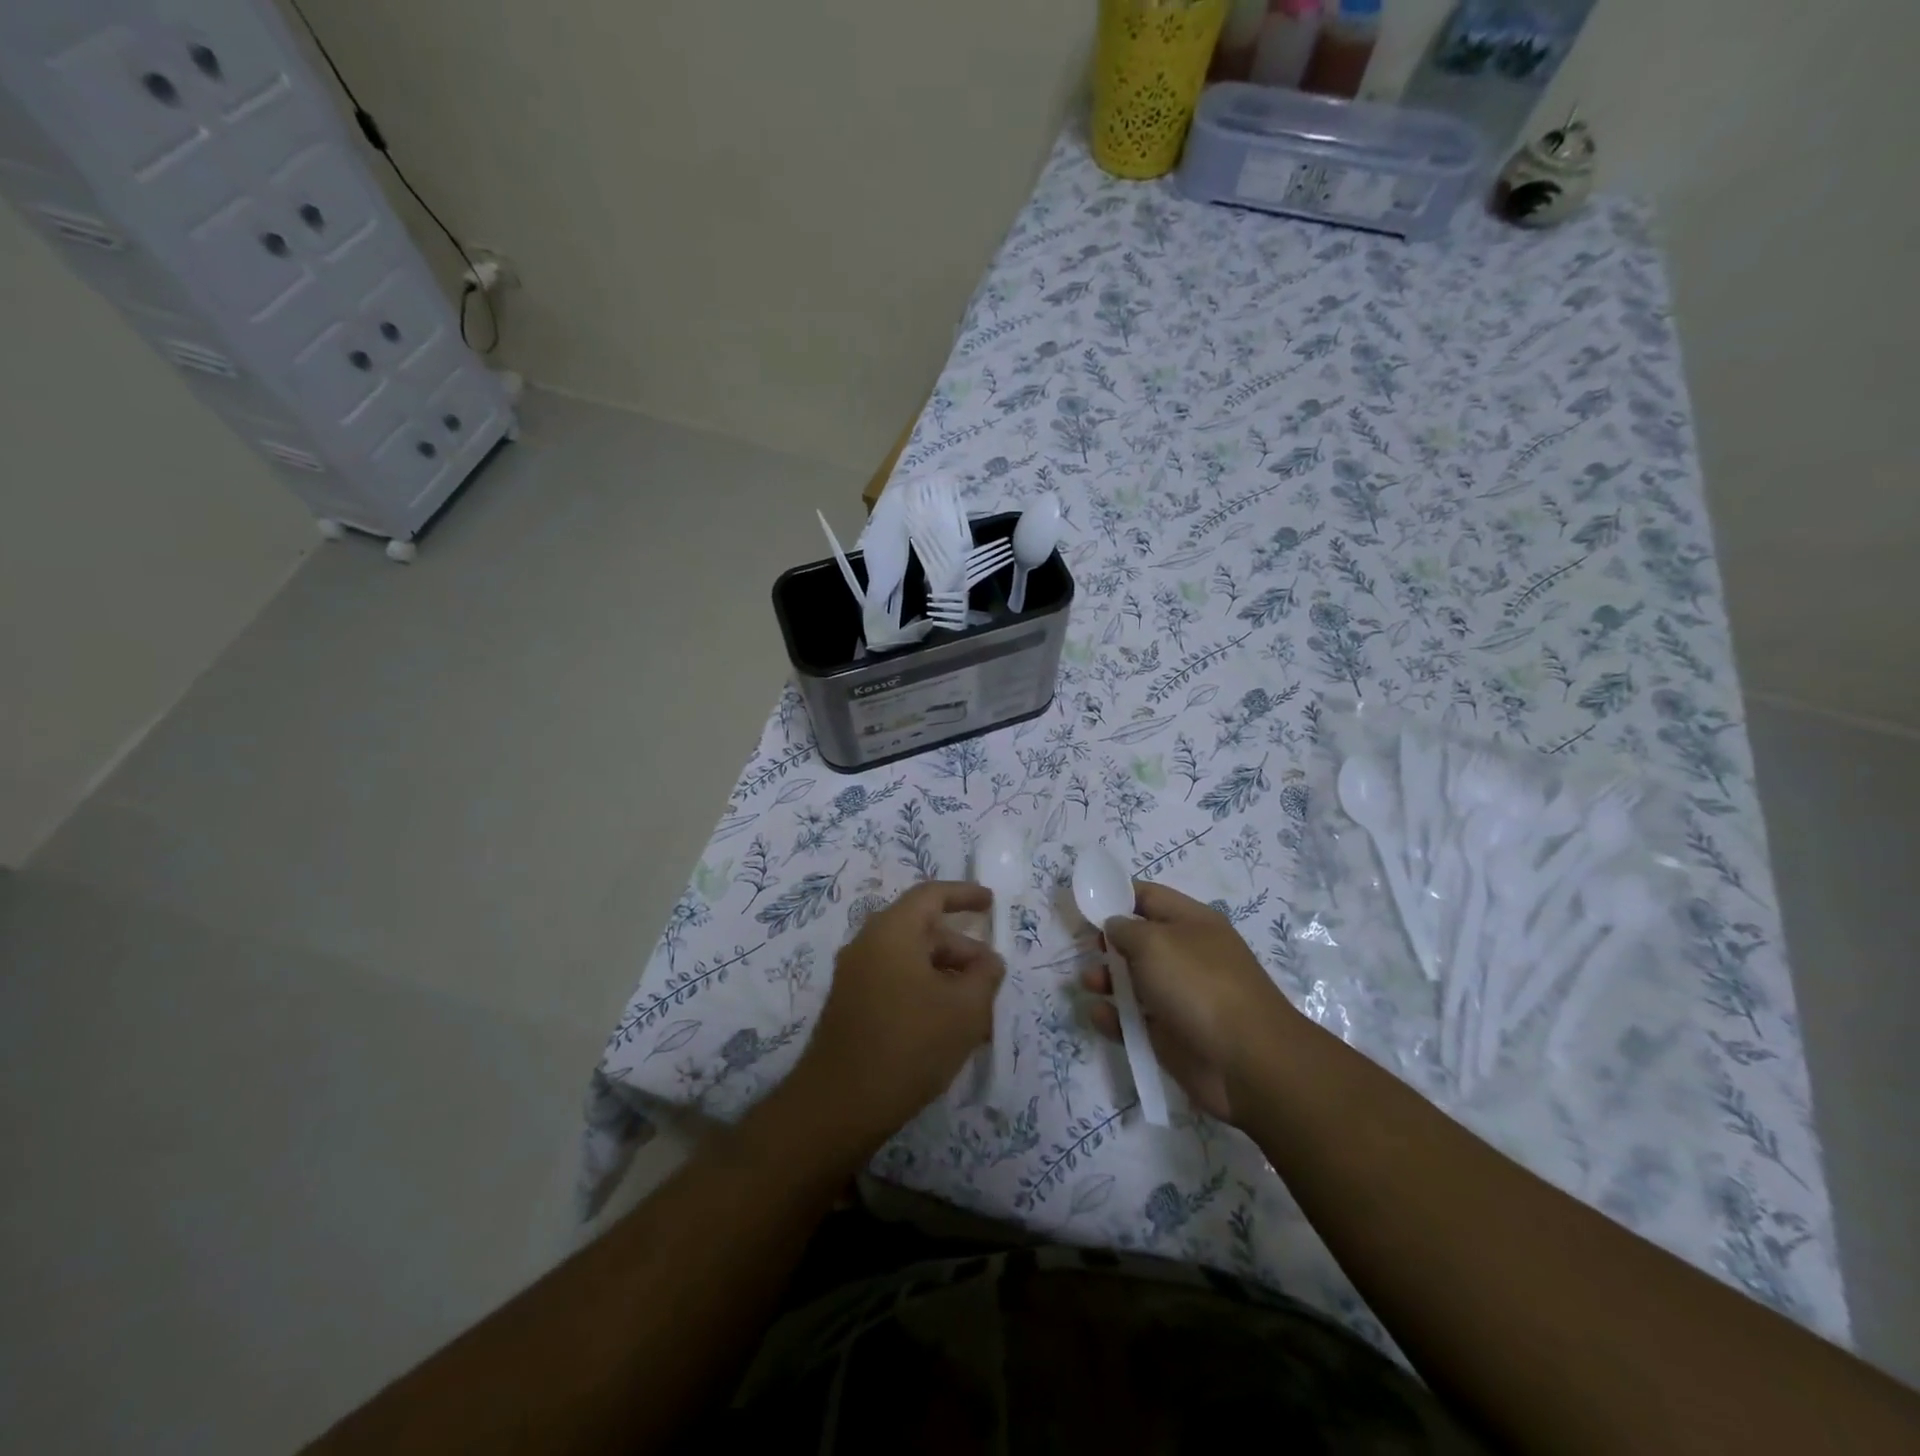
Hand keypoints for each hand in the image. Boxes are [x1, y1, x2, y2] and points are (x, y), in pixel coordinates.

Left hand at [791, 881, 1004, 1145]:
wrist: (839, 1104)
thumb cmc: (910, 1044)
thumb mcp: (965, 1009)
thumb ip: (985, 976)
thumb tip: (988, 961)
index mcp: (892, 931)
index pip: (931, 896)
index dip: (964, 894)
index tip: (991, 902)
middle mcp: (868, 944)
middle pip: (922, 930)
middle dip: (961, 949)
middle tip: (991, 975)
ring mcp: (855, 977)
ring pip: (910, 961)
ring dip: (946, 976)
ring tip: (977, 1010)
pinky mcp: (850, 1007)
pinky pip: (896, 983)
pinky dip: (925, 993)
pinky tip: (948, 1028)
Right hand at [1081, 881, 1296, 1123]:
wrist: (1247, 1062)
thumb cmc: (1199, 985)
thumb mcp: (1154, 942)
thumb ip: (1125, 928)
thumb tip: (1114, 926)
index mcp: (1191, 922)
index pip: (1148, 897)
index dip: (1117, 895)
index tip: (1085, 904)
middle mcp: (1186, 955)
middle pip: (1140, 940)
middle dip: (1109, 942)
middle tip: (1085, 947)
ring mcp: (1180, 996)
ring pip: (1135, 981)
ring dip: (1107, 979)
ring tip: (1089, 982)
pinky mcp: (1171, 1034)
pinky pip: (1135, 1020)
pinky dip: (1114, 1017)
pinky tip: (1098, 1014)